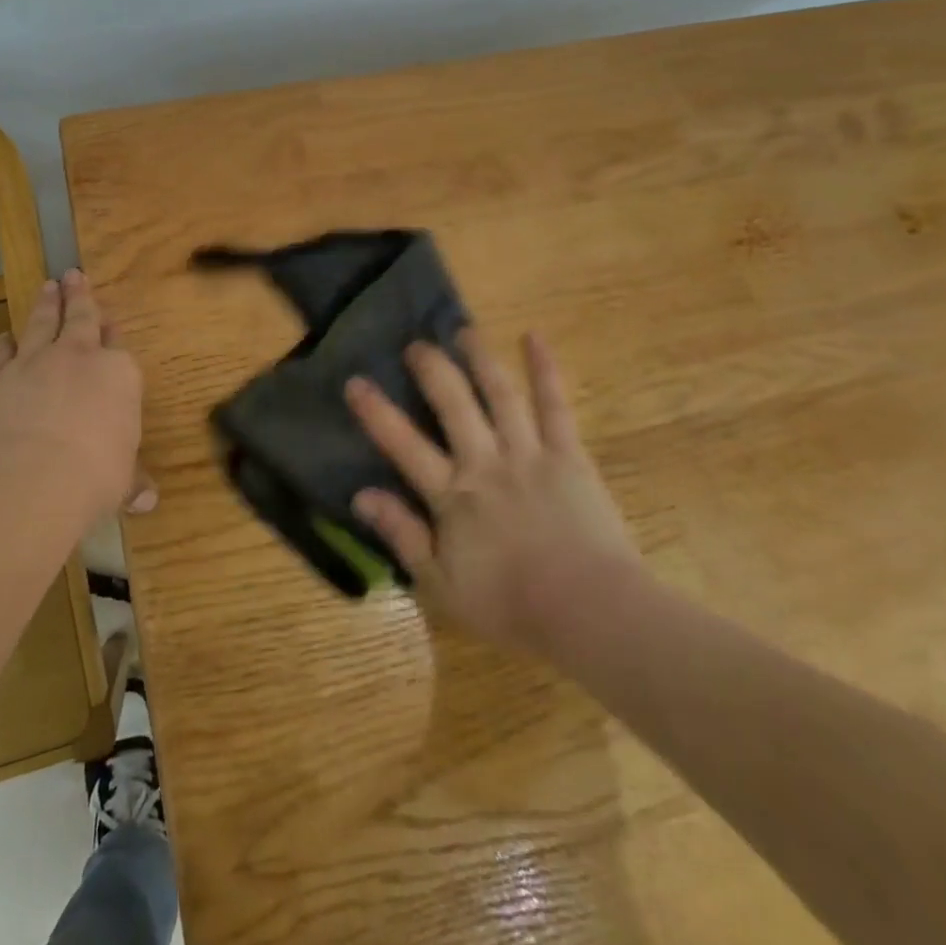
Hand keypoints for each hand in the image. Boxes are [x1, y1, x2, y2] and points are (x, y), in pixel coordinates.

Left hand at [0, 270, 152, 517]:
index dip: (113, 333)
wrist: (28, 479)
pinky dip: (2, 345)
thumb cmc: (93, 477)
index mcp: (118, 375)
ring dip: (45, 306)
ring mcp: (31, 365)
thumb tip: (147, 500)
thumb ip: (131, 482)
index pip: (117, 347)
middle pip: (79, 318)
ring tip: (47, 287)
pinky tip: (4, 338)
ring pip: (40, 324)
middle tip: (73, 274)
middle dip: (79, 296)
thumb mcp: (121, 482)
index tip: (110, 322)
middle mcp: (76, 358)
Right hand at [345, 331, 641, 655]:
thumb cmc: (511, 605)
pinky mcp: (569, 455)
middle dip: (431, 370)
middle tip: (416, 345)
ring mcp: (529, 453)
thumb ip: (402, 536)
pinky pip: (555, 405)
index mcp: (452, 495)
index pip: (403, 445)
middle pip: (453, 404)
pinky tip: (534, 338)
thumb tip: (361, 496)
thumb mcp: (441, 585)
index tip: (355, 382)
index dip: (376, 412)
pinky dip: (545, 370)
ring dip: (479, 359)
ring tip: (464, 332)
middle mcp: (485, 462)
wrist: (590, 612)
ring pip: (499, 394)